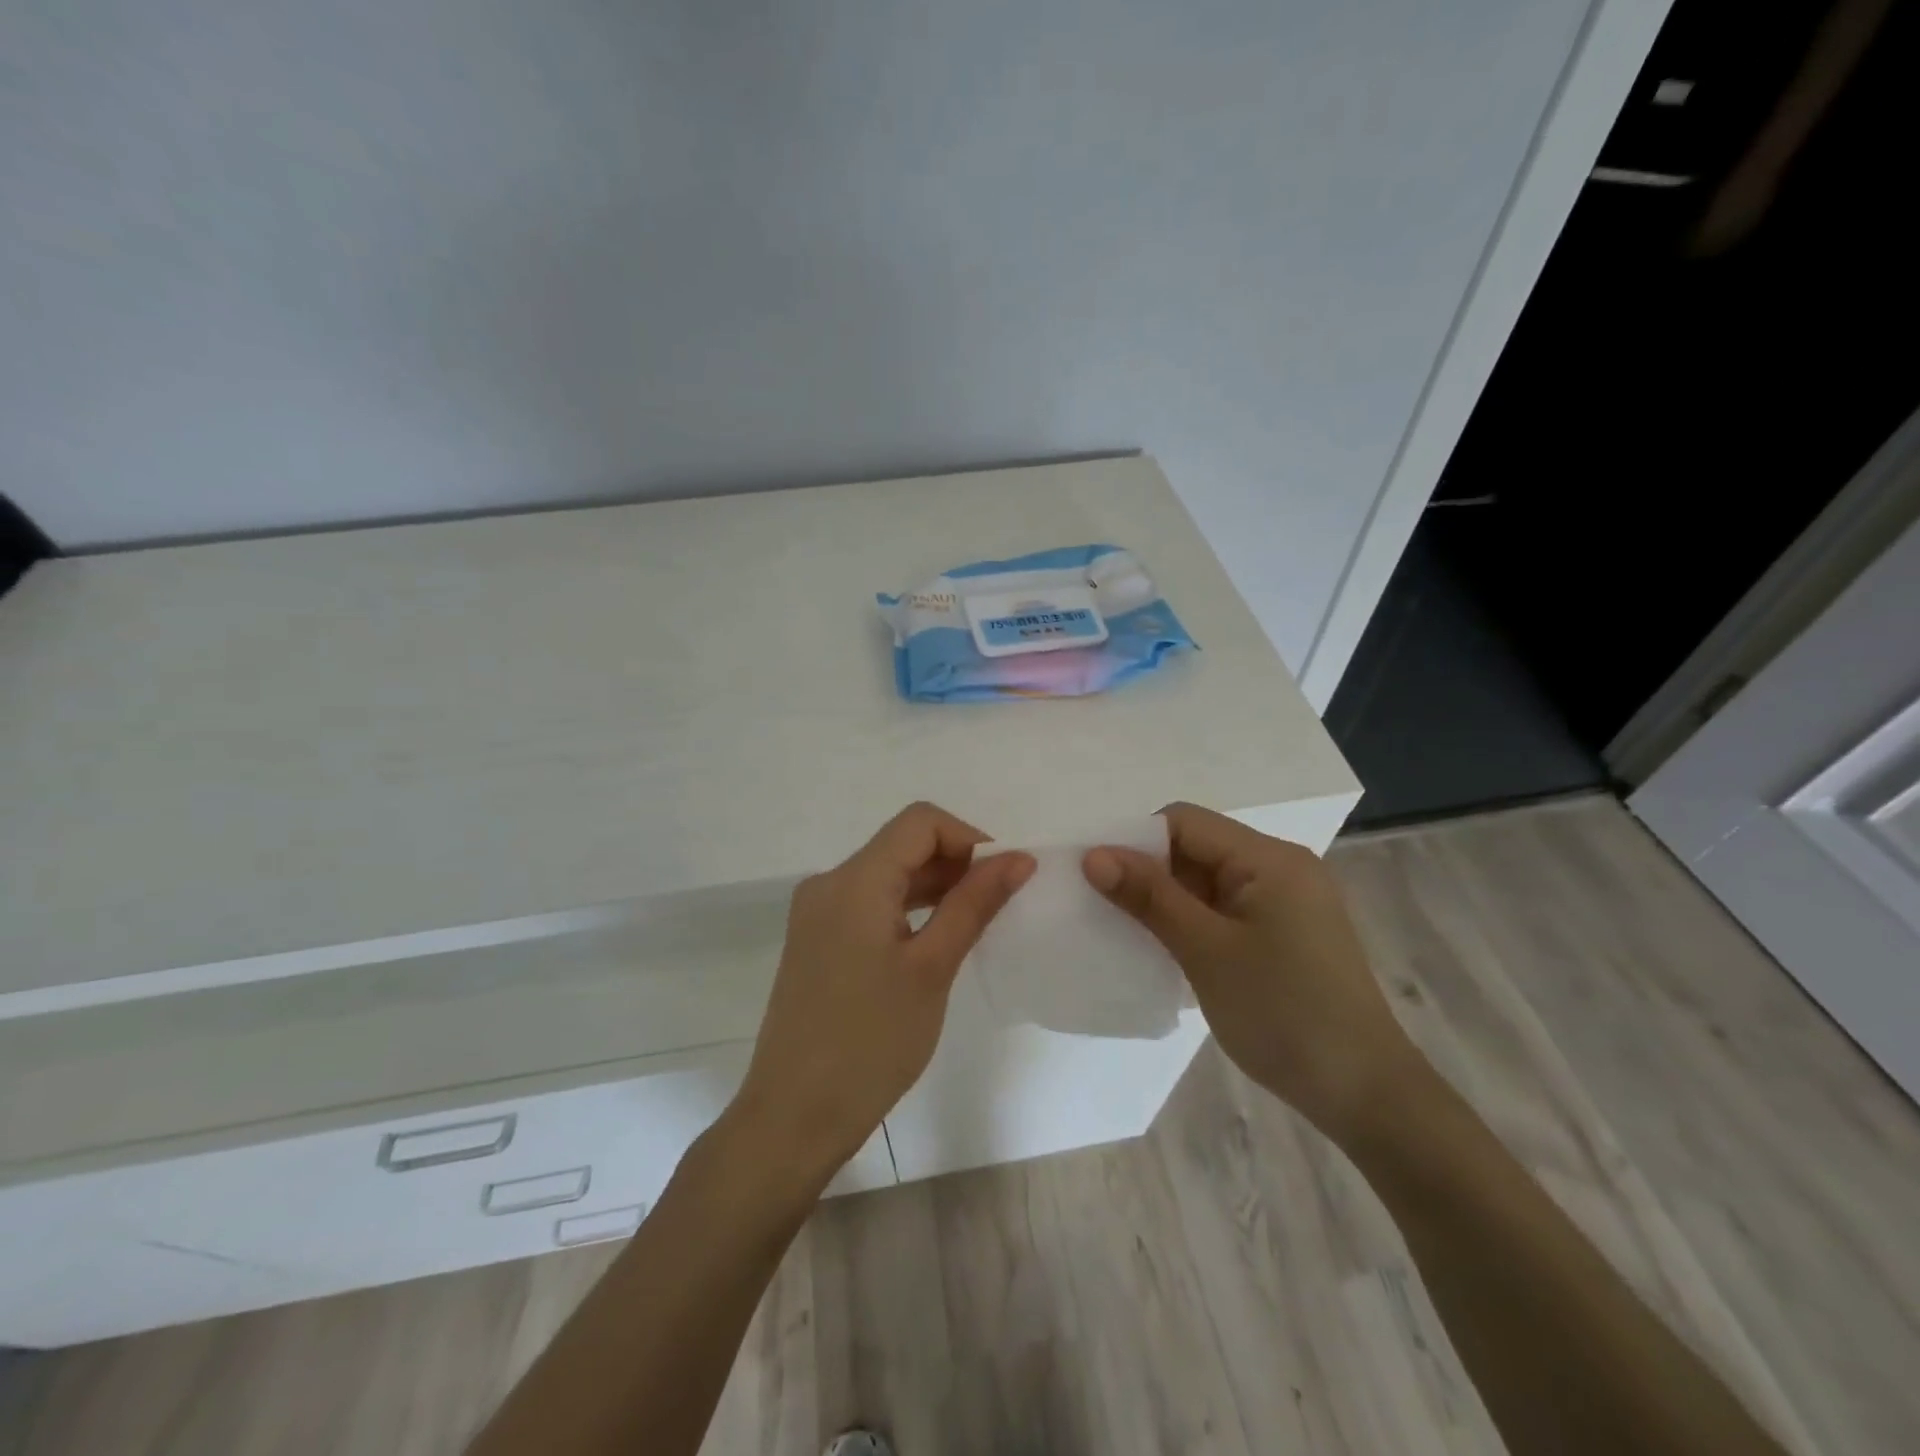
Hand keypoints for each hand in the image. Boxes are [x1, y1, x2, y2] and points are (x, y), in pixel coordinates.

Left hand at [730, 802, 1034, 1183]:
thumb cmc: (871, 1042)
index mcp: (853, 880)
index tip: (1001, 879)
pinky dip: (907, 908)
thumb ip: (974, 904)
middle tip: (996, 905)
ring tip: (973, 922)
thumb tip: (1018, 858)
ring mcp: (817, 913)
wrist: (793, 1117)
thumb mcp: (933, 968)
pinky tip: (935, 939)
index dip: (968, 838)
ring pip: (886, 874)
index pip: (920, 822)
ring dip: (933, 886)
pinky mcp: (816, 941)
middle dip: (954, 863)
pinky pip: (869, 903)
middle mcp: (828, 883)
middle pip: (901, 844)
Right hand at [1083, 803, 1423, 1140]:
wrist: (1365, 1094)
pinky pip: (1224, 909)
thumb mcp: (1206, 951)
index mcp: (1268, 858)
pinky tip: (1168, 950)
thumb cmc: (1283, 1014)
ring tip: (1128, 931)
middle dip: (1148, 872)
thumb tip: (1093, 855)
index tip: (1097, 879)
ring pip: (1207, 881)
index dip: (1135, 842)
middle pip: (1195, 847)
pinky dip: (1192, 922)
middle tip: (1104, 908)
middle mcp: (1280, 868)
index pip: (1184, 821)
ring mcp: (1286, 902)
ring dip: (1167, 901)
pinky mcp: (1285, 933)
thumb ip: (1149, 897)